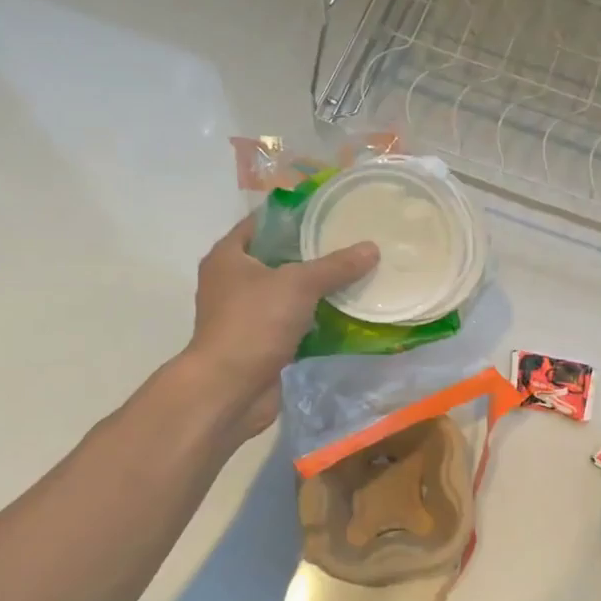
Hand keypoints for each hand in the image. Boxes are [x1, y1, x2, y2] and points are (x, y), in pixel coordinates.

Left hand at [185, 215, 379, 438]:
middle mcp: (232, 282)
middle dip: (312, 253)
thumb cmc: (254, 323)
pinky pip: (293, 323)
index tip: (328, 211)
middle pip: (277, 258)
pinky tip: (346, 314)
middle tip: (350, 243)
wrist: (230, 388)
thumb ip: (335, 266)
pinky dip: (315, 320)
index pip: (261, 223)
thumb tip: (372, 248)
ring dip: (316, 289)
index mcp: (229, 256)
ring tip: (355, 275)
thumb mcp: (298, 284)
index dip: (293, 215)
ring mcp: (245, 315)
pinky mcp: (261, 343)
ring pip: (287, 293)